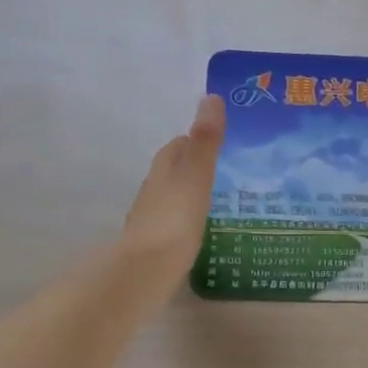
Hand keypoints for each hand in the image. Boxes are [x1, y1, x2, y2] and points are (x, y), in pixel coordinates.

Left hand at [122, 94, 224, 287]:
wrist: (146, 270)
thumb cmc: (175, 220)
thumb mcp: (196, 177)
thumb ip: (206, 141)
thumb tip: (211, 97)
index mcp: (164, 171)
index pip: (177, 147)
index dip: (193, 140)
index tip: (216, 140)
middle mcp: (153, 191)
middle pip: (171, 170)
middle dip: (191, 166)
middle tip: (222, 168)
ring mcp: (151, 219)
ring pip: (172, 197)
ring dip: (189, 193)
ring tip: (217, 198)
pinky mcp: (155, 245)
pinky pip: (174, 223)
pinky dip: (186, 219)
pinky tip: (200, 228)